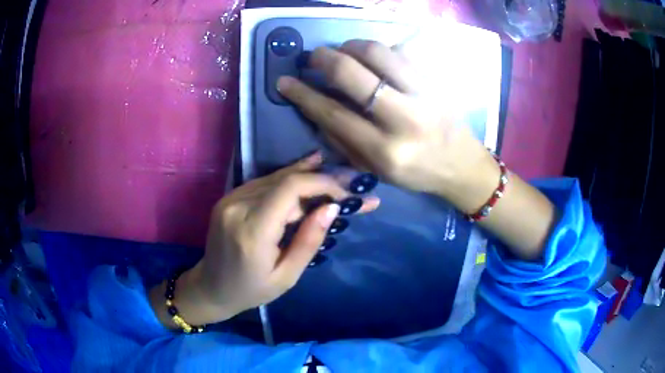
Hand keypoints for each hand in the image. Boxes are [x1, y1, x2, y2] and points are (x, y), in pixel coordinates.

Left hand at [152, 153, 379, 325]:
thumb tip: (331, 207)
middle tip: (347, 183)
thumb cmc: (251, 290)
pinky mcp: (229, 197)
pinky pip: (263, 183)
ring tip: (334, 175)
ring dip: (305, 177)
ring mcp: (230, 199)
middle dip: (319, 180)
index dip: (321, 183)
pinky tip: (306, 170)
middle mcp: (237, 207)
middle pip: (284, 179)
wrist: (211, 287)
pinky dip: (287, 180)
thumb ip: (308, 240)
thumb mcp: (287, 276)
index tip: (345, 191)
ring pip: (274, 177)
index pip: (289, 189)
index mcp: (252, 231)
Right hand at [277, 40, 496, 206]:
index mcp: (385, 151)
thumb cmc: (416, 173)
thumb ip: (343, 141)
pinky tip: (375, 59)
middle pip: (353, 73)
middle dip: (324, 59)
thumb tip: (317, 107)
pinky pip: (401, 50)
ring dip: (351, 46)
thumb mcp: (375, 171)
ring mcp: (424, 93)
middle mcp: (404, 119)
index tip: (285, 81)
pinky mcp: (436, 80)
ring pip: (377, 52)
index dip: (303, 94)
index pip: (333, 114)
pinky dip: (380, 50)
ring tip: (343, 53)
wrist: (461, 164)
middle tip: (314, 57)